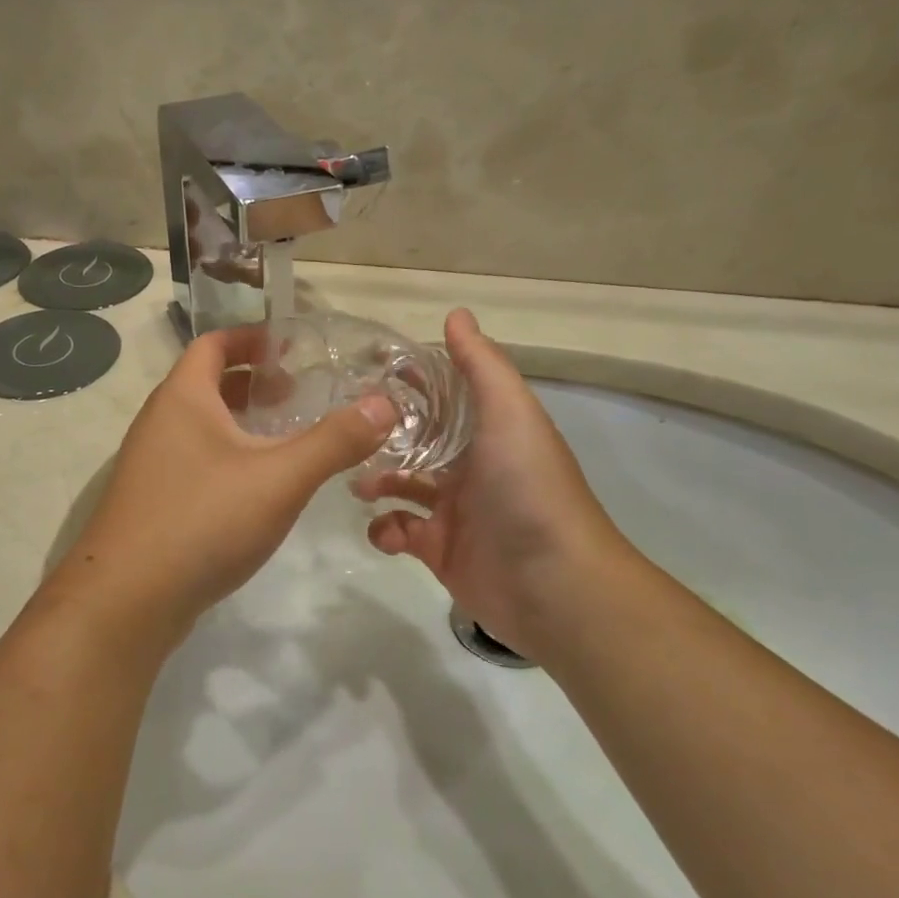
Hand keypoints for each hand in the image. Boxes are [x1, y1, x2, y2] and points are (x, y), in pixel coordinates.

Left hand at [49, 326, 395, 641]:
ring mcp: (150, 466)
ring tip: (284, 439)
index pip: (213, 343)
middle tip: (298, 394)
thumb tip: (384, 404)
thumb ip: (334, 441)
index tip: (291, 347)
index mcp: (182, 398)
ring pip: (200, 428)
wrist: (126, 600)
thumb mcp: (280, 478)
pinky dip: (226, 459)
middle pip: (206, 384)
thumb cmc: (202, 521)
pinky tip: (255, 490)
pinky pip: (193, 463)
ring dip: (240, 424)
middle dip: (252, 382)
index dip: (252, 337)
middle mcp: (158, 423)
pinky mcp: (151, 504)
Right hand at [353, 309, 636, 661]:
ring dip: (376, 480)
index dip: (411, 382)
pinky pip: (399, 532)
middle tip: (345, 430)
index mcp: (489, 431)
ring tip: (359, 483)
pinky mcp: (438, 550)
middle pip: (417, 440)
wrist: (553, 584)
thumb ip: (482, 366)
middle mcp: (471, 466)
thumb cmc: (528, 489)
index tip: (366, 371)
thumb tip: (455, 314)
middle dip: (382, 434)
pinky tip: (388, 531)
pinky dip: (385, 530)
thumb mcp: (510, 414)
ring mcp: (454, 510)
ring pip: (402, 485)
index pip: (444, 396)